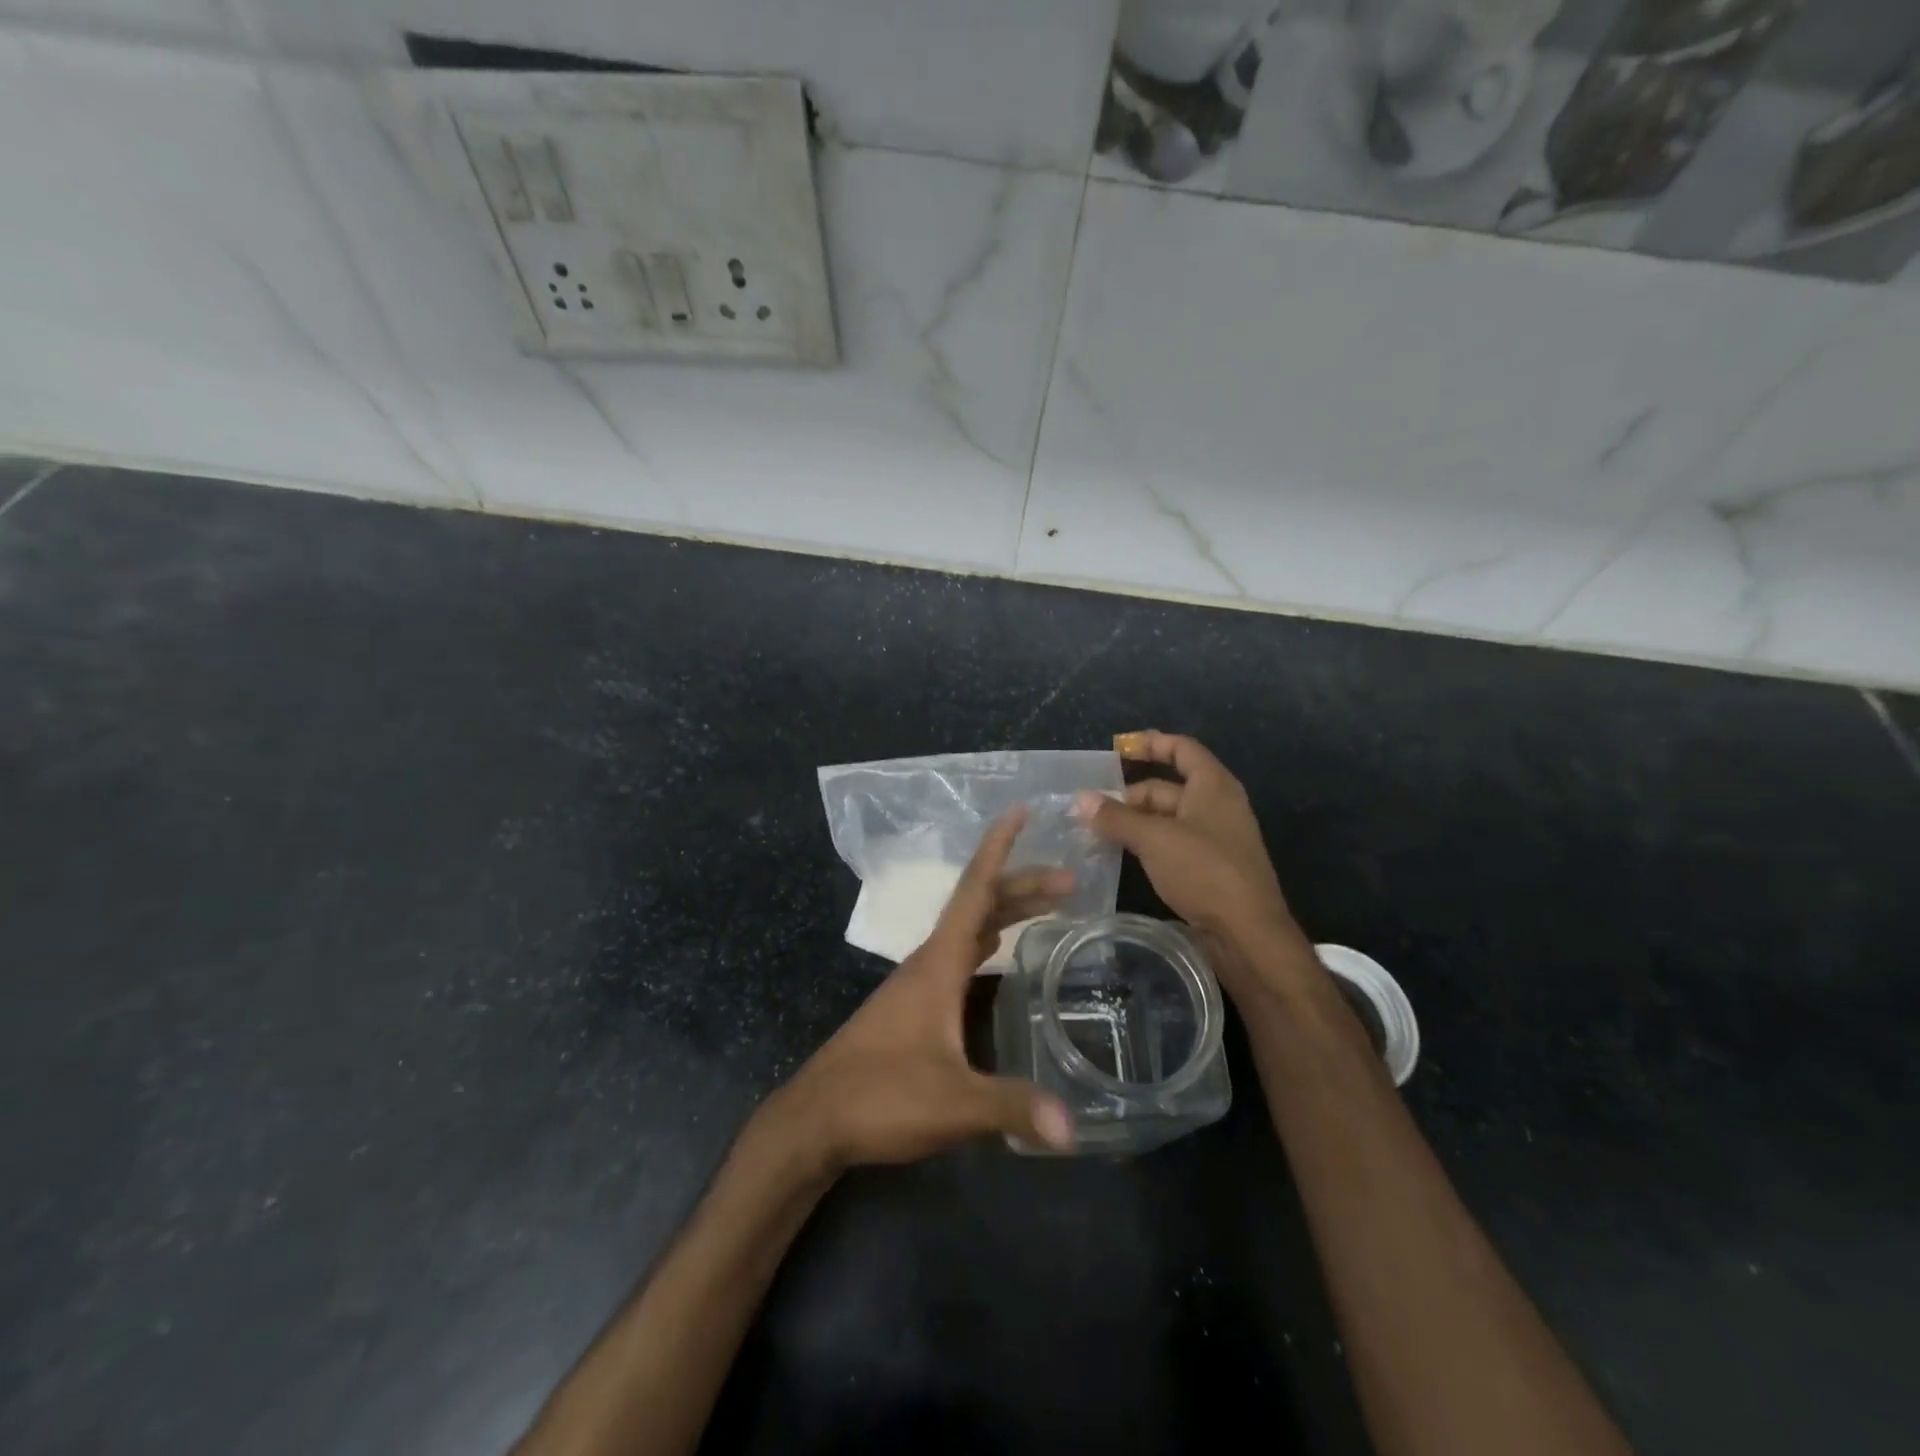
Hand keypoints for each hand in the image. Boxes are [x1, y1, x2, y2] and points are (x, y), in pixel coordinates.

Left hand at [765, 807, 1076, 1171]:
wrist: (815, 1121)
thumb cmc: (879, 1097)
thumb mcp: (951, 1104)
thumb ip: (1010, 1108)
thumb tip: (1074, 1128)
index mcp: (937, 965)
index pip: (974, 892)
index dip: (998, 849)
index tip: (1020, 810)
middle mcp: (928, 963)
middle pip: (978, 908)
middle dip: (1022, 887)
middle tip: (1070, 882)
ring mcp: (918, 984)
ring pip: (968, 930)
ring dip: (1005, 912)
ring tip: (1048, 906)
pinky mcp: (914, 1008)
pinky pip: (959, 955)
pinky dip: (988, 940)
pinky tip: (999, 951)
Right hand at [1078, 732, 1313, 996]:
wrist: (1247, 934)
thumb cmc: (1205, 871)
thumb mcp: (1154, 839)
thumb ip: (1117, 817)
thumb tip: (1082, 799)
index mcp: (1213, 786)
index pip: (1181, 749)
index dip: (1150, 743)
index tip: (1117, 749)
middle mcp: (1216, 805)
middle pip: (1167, 787)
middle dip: (1129, 795)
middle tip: (1090, 809)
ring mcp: (1214, 838)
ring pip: (1166, 818)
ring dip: (1134, 822)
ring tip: (1095, 831)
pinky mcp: (1208, 867)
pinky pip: (1171, 843)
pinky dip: (1146, 844)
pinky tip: (1120, 855)